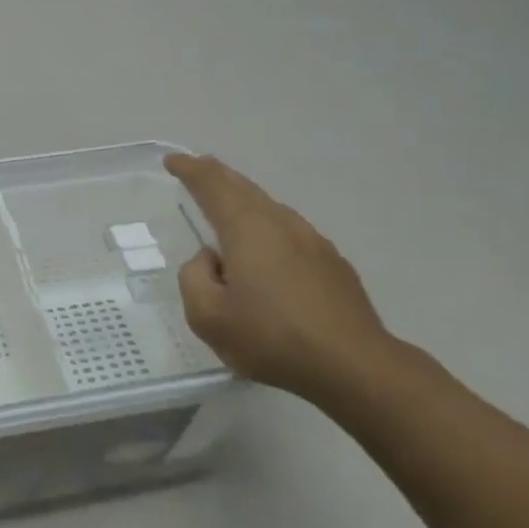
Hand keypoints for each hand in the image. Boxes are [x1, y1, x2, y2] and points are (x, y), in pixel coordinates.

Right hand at [164, 153, 397, 402]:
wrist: (354, 367)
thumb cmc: (272, 337)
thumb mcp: (207, 316)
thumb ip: (194, 278)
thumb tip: (210, 259)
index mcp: (246, 228)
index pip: (212, 186)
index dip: (190, 170)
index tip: (174, 160)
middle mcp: (280, 224)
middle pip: (244, 188)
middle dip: (218, 175)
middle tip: (199, 166)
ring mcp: (313, 242)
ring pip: (270, 208)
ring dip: (245, 199)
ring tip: (230, 202)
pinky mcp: (333, 264)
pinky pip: (290, 231)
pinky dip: (268, 225)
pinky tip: (267, 247)